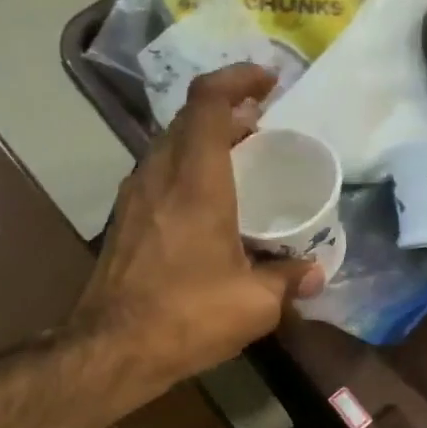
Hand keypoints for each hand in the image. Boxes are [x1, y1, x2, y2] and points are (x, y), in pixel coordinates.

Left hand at [70, 65, 322, 388]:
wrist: (112, 349)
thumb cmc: (187, 317)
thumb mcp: (254, 304)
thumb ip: (287, 280)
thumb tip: (314, 274)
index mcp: (195, 180)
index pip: (208, 101)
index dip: (237, 78)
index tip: (268, 83)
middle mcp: (158, 176)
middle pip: (187, 120)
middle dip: (225, 113)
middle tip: (260, 129)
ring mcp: (133, 198)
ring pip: (167, 147)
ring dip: (201, 144)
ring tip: (236, 164)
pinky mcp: (121, 223)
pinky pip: (156, 177)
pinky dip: (183, 172)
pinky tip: (204, 207)